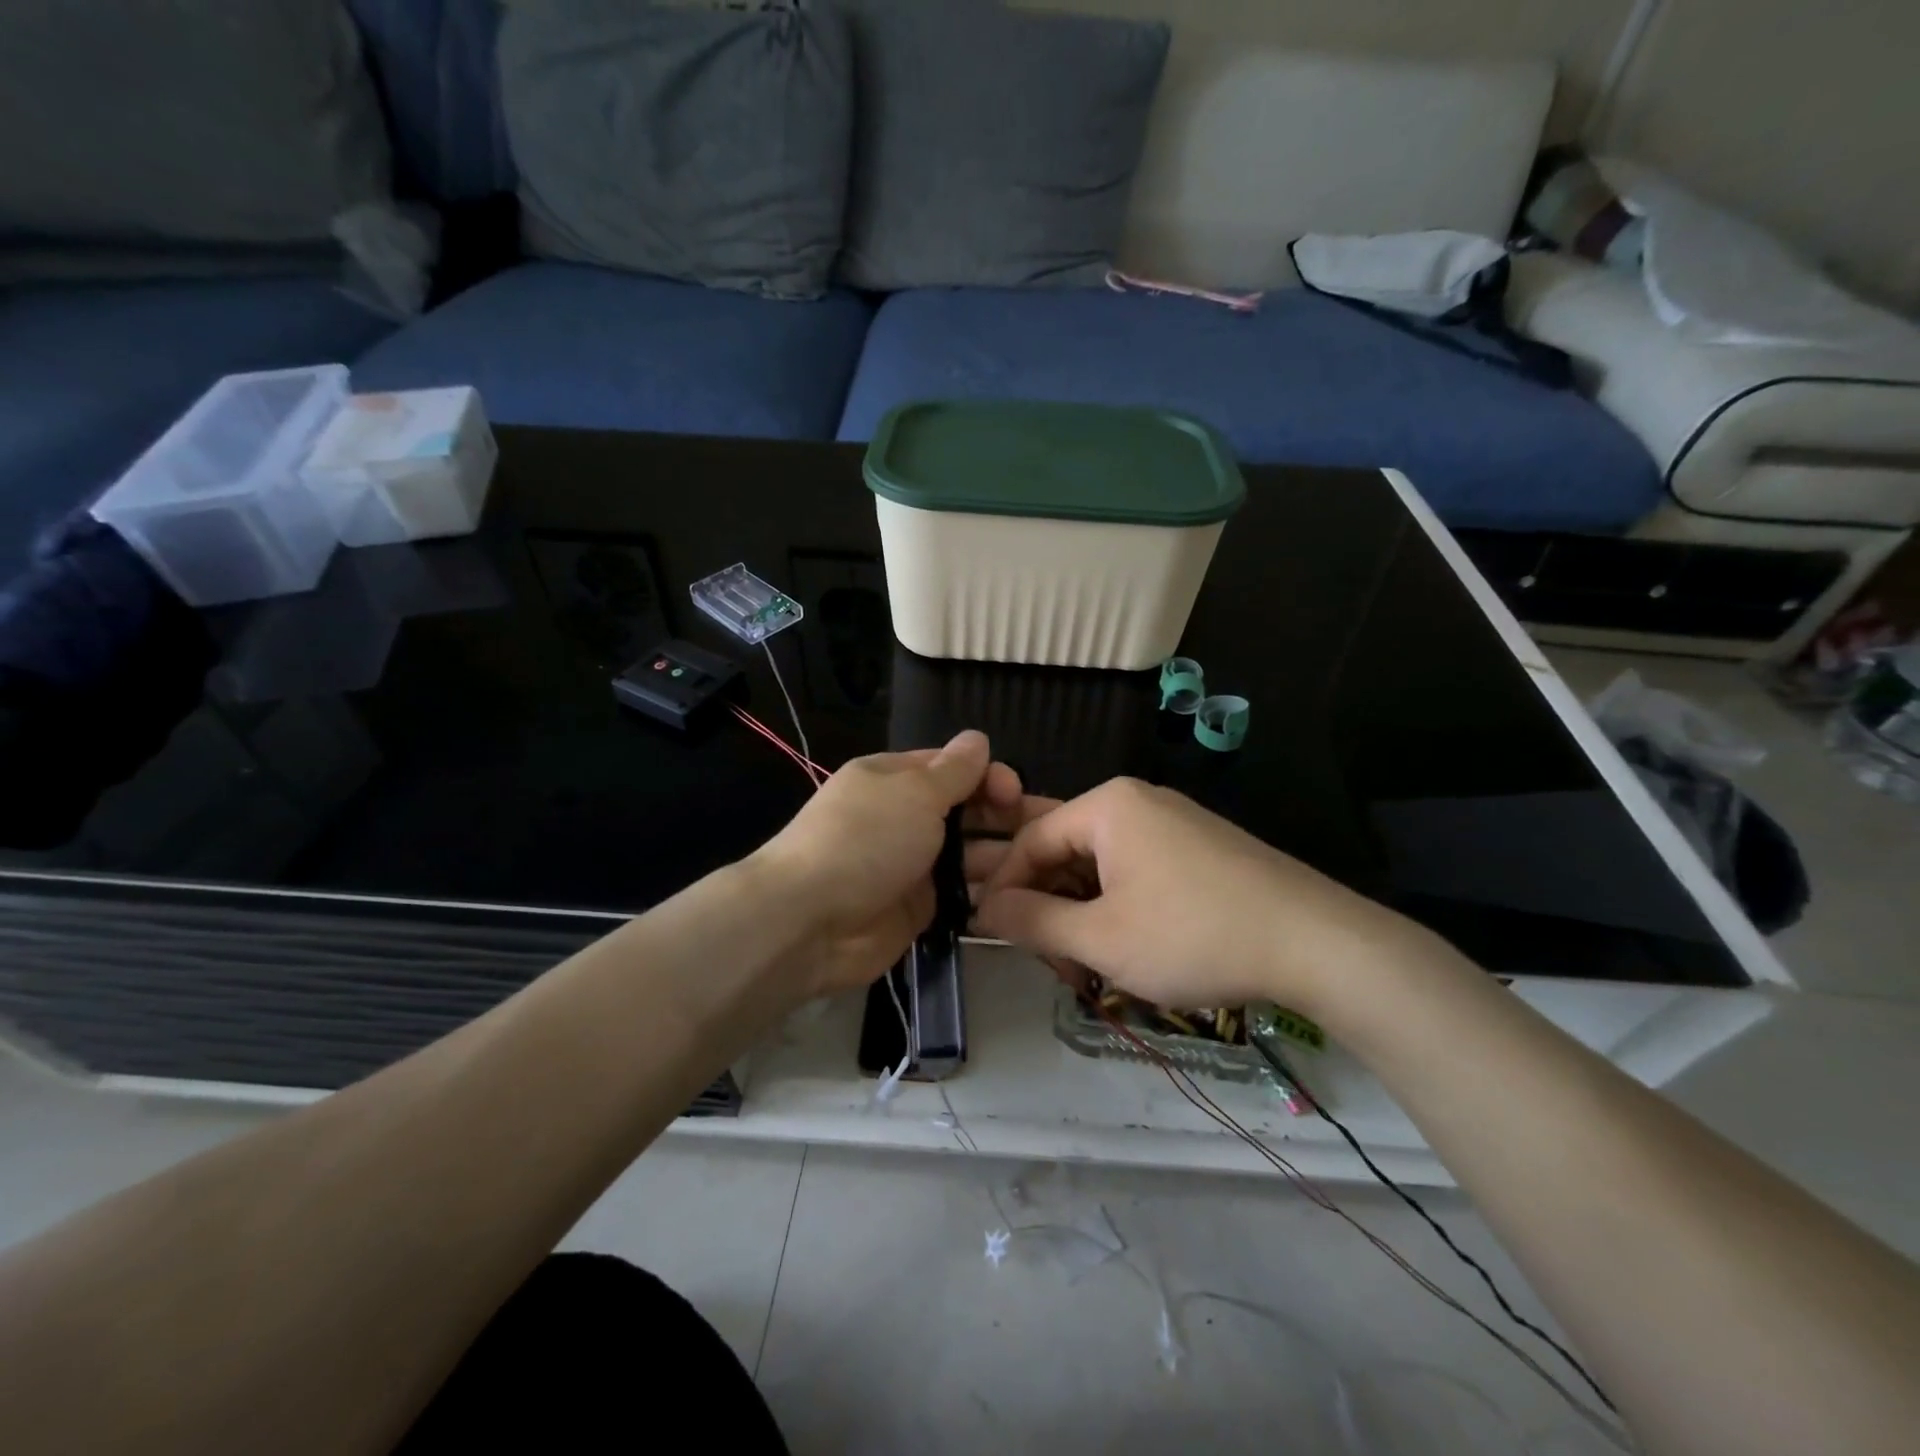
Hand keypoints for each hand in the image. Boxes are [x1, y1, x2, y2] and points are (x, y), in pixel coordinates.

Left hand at [751, 731, 1049, 998]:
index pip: (953, 768)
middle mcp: (905, 818)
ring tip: (1047, 868)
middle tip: (1051, 833)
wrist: (810, 922)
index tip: (1016, 794)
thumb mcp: (914, 792)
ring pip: (969, 855)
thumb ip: (954, 770)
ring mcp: (912, 865)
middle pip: (967, 811)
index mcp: (896, 779)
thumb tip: (978, 739)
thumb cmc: (866, 841)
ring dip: (1004, 858)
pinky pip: (962, 895)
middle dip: (1007, 817)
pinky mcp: (918, 908)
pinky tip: (1024, 897)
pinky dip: (988, 895)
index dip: (989, 776)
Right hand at [973, 777, 1438, 1015]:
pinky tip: (1125, 948)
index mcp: (1106, 806)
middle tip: (1049, 961)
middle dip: (1048, 906)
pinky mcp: (1198, 848)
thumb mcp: (1100, 938)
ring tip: (1085, 965)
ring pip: (1101, 865)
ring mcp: (1172, 823)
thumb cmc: (1193, 935)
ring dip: (1082, 913)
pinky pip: (1136, 870)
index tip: (992, 935)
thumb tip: (983, 910)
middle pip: (1065, 850)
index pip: (1030, 841)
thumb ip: (1032, 922)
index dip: (1005, 889)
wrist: (1316, 942)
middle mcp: (1136, 802)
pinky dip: (1118, 907)